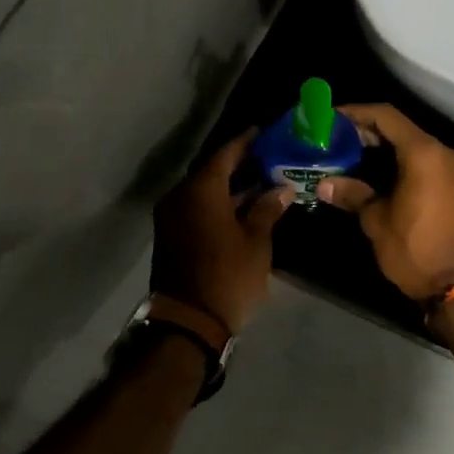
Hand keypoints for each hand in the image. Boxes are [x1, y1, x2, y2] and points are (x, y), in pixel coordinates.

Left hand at [152, 130, 294, 336]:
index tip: (264, 131)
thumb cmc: (228, 276)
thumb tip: (281, 189)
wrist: (188, 322)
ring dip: (230, 187)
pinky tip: (244, 207)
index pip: (225, 154)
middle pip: (212, 171)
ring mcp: (172, 217)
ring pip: (204, 191)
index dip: (246, 142)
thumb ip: (267, 209)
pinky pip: (197, 208)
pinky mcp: (172, 236)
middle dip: (240, 164)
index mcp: (200, 190)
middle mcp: (180, 197)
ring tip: (262, 181)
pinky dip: (219, 203)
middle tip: (269, 158)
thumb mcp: (256, 242)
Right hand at [317, 104, 453, 300]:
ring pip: (415, 146)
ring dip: (385, 149)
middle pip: (402, 129)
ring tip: (351, 157)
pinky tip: (378, 175)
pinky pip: (427, 163)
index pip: (387, 116)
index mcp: (425, 154)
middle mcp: (445, 153)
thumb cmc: (416, 250)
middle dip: (368, 132)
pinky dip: (402, 163)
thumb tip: (325, 183)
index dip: (357, 113)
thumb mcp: (377, 221)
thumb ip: (353, 194)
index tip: (331, 119)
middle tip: (336, 140)